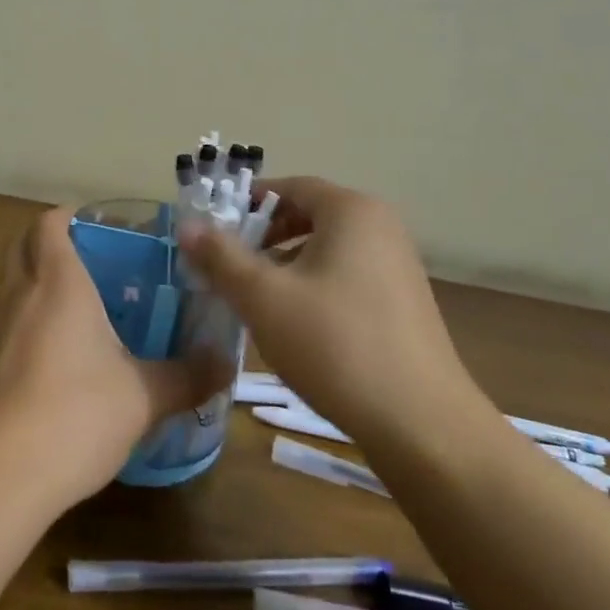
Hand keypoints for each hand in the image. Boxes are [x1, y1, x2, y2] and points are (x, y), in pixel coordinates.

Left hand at [0, 206, 223, 508]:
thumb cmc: (77, 415)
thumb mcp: (144, 397)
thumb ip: (187, 376)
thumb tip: (226, 362)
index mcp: (59, 283)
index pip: (49, 224)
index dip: (67, 216)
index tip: (92, 223)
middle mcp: (18, 294)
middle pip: (19, 246)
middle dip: (45, 243)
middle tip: (84, 262)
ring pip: (4, 285)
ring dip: (28, 284)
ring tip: (66, 309)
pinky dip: (16, 325)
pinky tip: (43, 359)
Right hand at [177, 177, 481, 448]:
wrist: (422, 423)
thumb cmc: (335, 345)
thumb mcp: (265, 298)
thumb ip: (222, 257)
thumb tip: (188, 226)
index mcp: (351, 211)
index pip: (290, 186)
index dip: (247, 202)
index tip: (215, 228)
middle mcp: (380, 226)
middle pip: (309, 214)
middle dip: (264, 235)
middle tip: (229, 264)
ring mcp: (398, 264)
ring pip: (327, 248)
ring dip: (286, 263)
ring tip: (256, 296)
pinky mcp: (404, 300)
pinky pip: (347, 274)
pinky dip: (314, 284)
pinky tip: (296, 323)